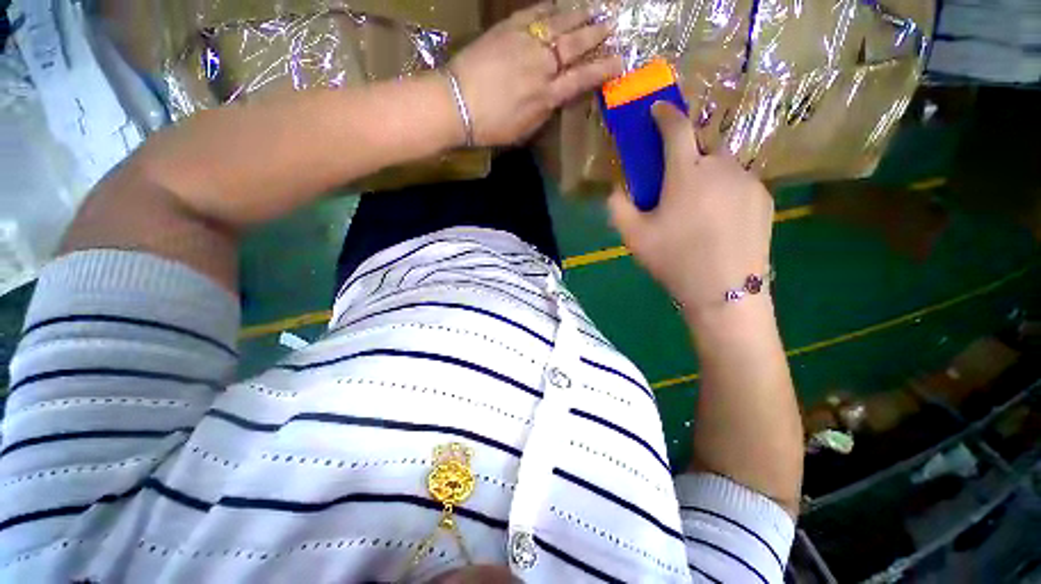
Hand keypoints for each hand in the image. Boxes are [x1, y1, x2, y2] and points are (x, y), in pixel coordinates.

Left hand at [449, 2, 622, 145]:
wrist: (456, 104)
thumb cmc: (491, 126)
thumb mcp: (525, 130)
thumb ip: (545, 111)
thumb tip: (557, 96)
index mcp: (547, 95)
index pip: (582, 78)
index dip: (603, 69)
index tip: (621, 61)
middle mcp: (542, 65)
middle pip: (575, 45)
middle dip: (597, 34)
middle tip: (613, 23)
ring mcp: (525, 43)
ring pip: (560, 24)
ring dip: (580, 14)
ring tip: (596, 7)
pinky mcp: (507, 28)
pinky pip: (535, 13)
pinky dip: (551, 7)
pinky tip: (561, 3)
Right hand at [609, 102, 774, 319]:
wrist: (724, 290)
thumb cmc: (674, 260)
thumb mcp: (634, 237)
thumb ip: (618, 207)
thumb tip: (616, 188)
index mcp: (686, 173)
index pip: (676, 128)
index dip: (665, 114)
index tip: (657, 109)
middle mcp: (720, 167)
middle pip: (702, 145)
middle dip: (686, 155)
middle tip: (676, 184)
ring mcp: (747, 180)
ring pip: (723, 164)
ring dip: (707, 174)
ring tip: (699, 207)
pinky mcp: (764, 197)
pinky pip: (740, 181)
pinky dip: (725, 189)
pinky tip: (720, 219)